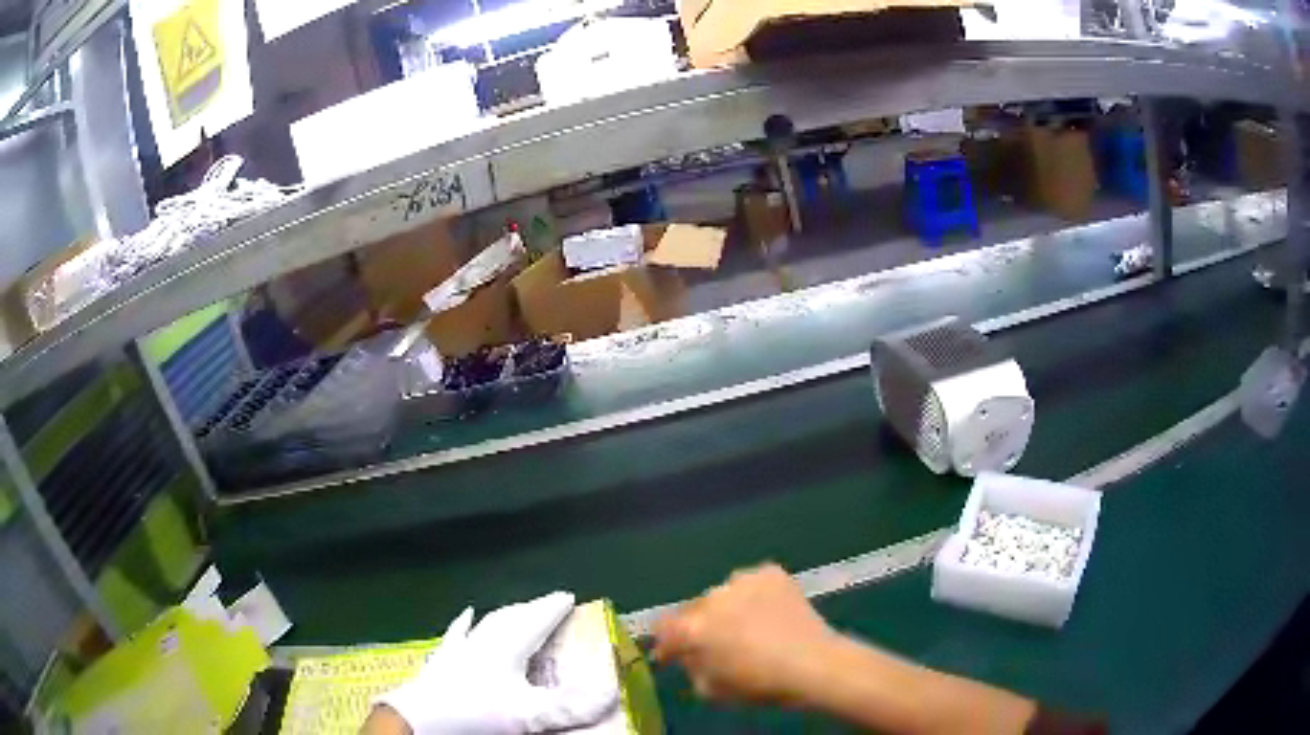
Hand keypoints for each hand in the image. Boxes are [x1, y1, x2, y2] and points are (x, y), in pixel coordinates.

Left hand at [375, 592, 618, 734]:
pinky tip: (465, 615)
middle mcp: (483, 640)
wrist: (423, 719)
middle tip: (548, 605)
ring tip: (516, 609)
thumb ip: (570, 705)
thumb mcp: (529, 714)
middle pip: (511, 618)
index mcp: (506, 648)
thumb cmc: (477, 714)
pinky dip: (464, 625)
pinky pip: (457, 635)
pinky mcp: (442, 660)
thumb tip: (613, 691)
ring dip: (505, 615)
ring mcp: (459, 648)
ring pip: (487, 623)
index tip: (568, 596)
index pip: (534, 621)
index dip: (552, 608)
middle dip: (532, 610)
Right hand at [652, 564, 837, 703]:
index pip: (663, 627)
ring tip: (749, 624)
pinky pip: (752, 583)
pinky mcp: (770, 572)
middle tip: (719, 641)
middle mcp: (711, 597)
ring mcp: (742, 580)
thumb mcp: (710, 689)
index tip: (675, 652)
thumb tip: (688, 655)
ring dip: (728, 607)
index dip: (667, 641)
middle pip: (695, 609)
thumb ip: (690, 667)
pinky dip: (755, 595)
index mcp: (693, 628)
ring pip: (724, 594)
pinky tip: (769, 611)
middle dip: (701, 624)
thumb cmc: (760, 684)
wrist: (814, 663)